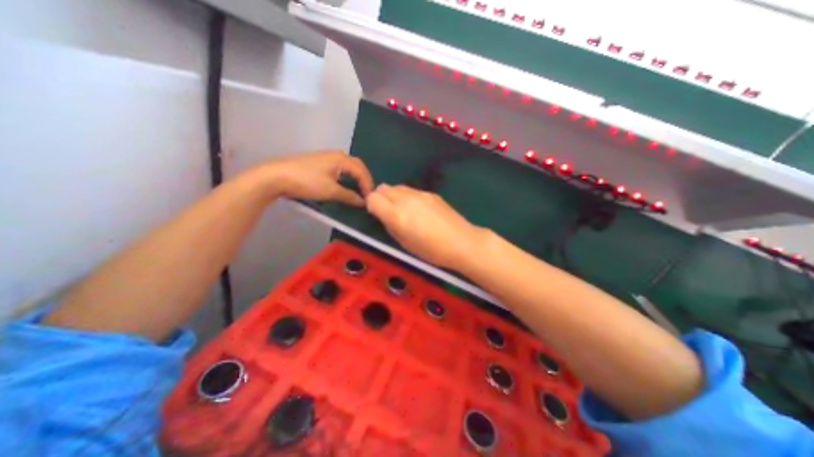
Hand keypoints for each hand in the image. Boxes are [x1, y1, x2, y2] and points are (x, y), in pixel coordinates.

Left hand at [248, 150, 373, 206]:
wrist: (276, 176)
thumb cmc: (307, 182)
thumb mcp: (331, 191)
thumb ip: (349, 196)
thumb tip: (363, 202)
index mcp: (341, 158)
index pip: (361, 171)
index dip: (368, 185)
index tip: (371, 199)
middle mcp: (336, 154)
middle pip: (356, 166)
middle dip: (364, 179)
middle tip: (367, 193)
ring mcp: (326, 157)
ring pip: (347, 166)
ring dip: (355, 178)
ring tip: (358, 190)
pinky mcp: (318, 162)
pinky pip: (339, 168)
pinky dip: (346, 177)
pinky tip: (344, 184)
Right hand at [366, 183, 484, 268]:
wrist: (462, 242)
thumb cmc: (432, 251)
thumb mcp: (405, 243)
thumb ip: (390, 225)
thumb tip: (384, 215)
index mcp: (397, 214)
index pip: (372, 198)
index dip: (372, 206)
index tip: (378, 215)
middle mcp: (406, 199)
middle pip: (383, 188)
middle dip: (381, 198)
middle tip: (388, 212)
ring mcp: (420, 193)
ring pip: (397, 187)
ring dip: (394, 196)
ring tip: (403, 211)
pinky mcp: (431, 193)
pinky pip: (411, 190)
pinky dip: (407, 197)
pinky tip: (419, 210)